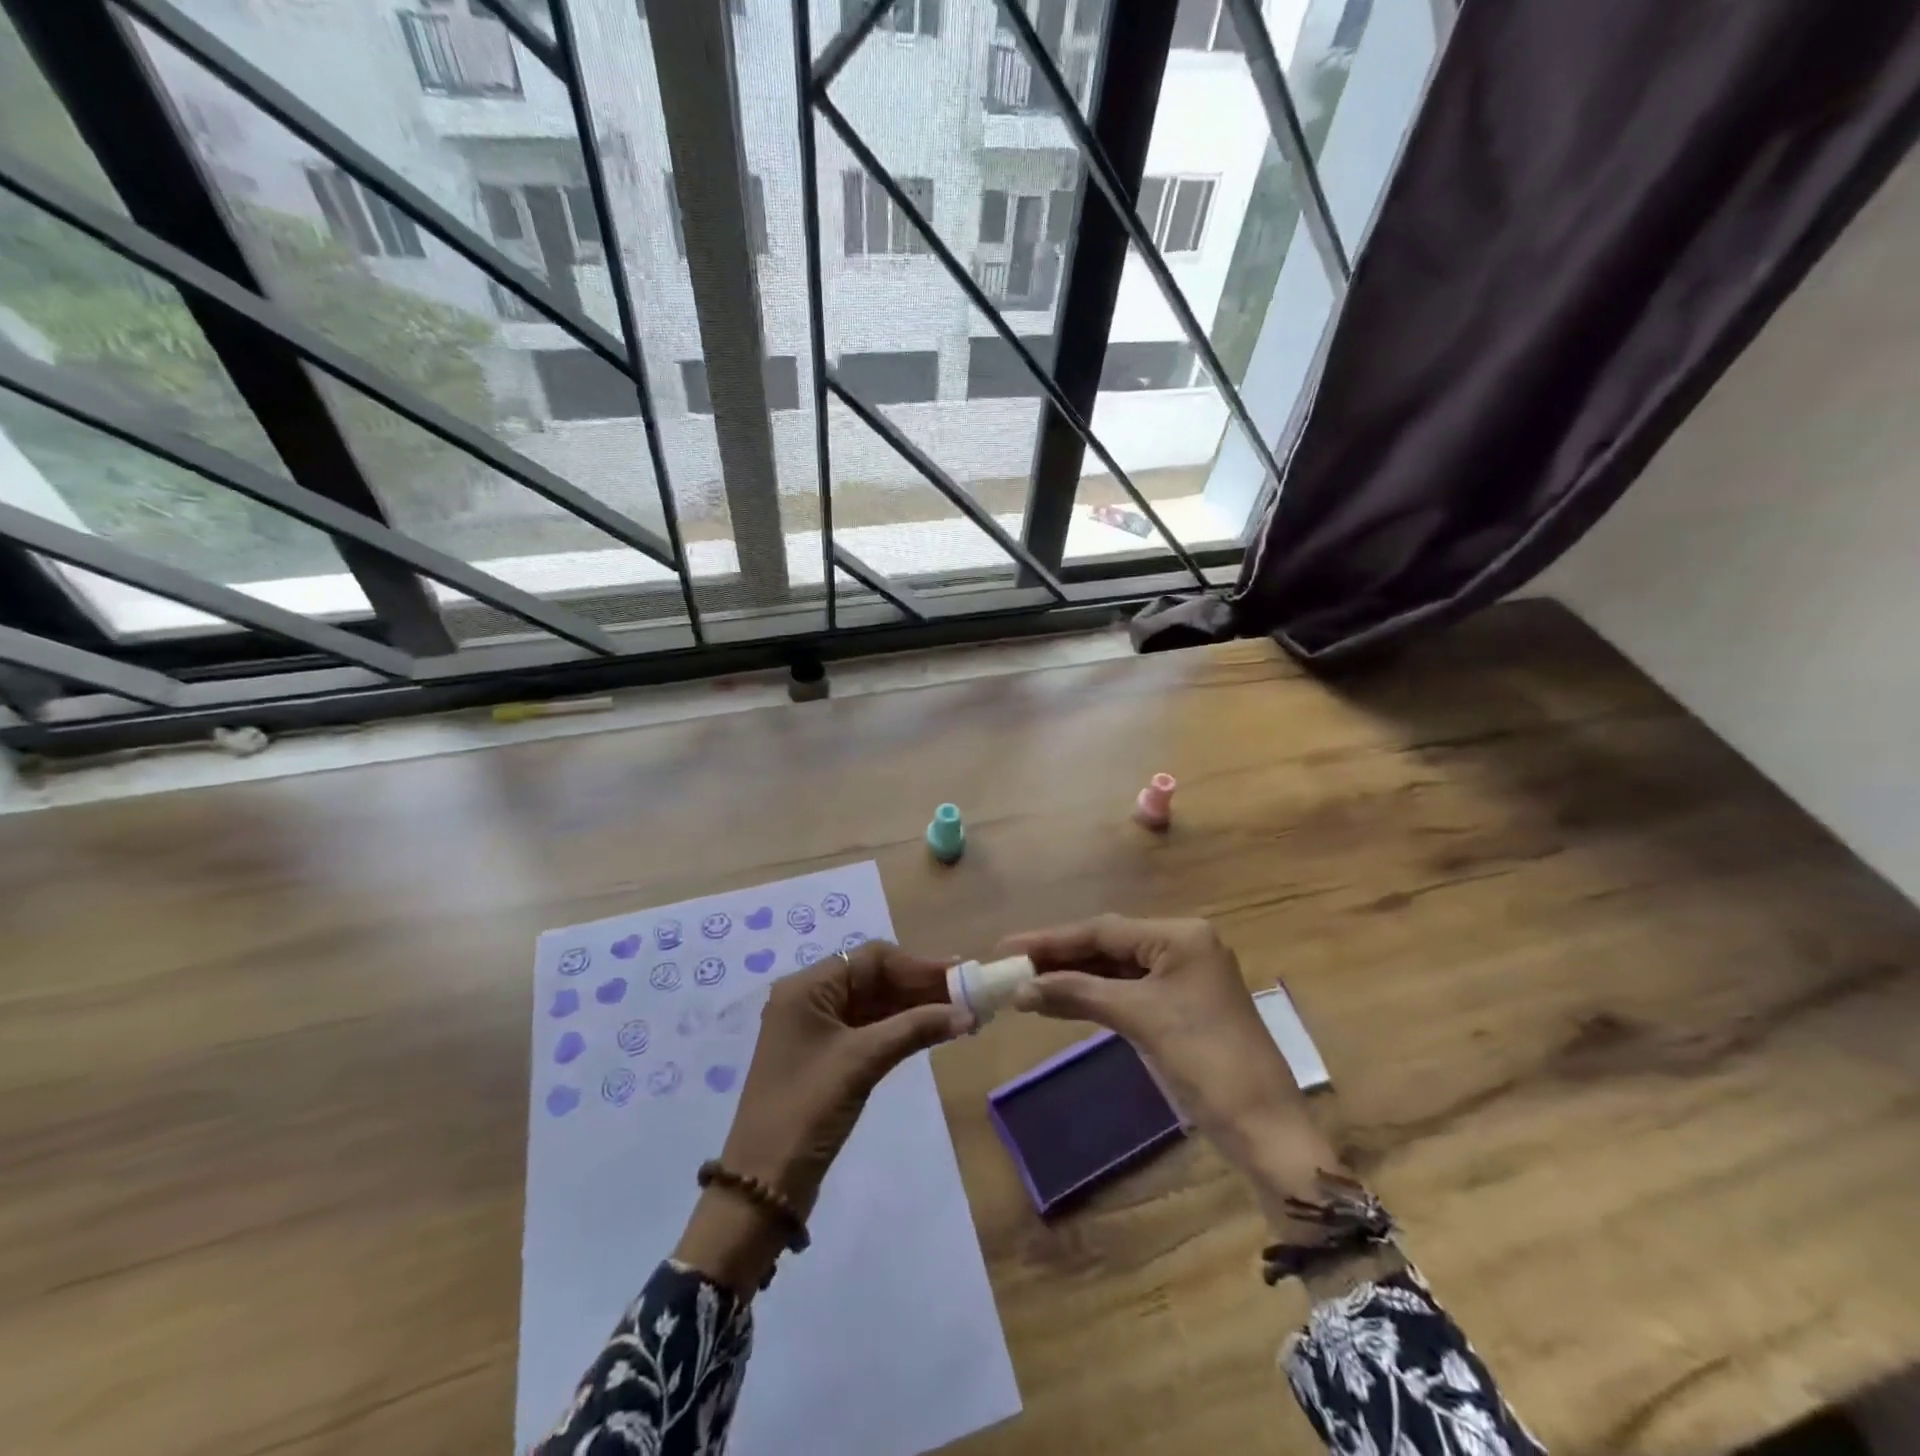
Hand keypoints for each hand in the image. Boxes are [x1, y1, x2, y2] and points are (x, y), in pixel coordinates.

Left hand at [675, 943, 972, 1291]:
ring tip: (959, 1013)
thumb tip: (968, 1013)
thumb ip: (915, 1029)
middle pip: (874, 978)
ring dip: (914, 1008)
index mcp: (808, 987)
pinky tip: (933, 1032)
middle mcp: (810, 999)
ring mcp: (817, 1030)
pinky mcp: (826, 1058)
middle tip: (967, 995)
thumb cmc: (807, 1109)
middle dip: (919, 986)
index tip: (959, 976)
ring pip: (874, 1004)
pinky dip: (901, 1029)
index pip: (871, 958)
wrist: (762, 1186)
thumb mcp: (863, 1062)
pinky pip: (869, 1029)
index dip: (917, 965)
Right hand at [1001, 915, 1343, 1226]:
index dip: (1052, 939)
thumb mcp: (1139, 1019)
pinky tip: (1063, 999)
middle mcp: (1184, 946)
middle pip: (1109, 944)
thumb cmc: (1205, 1061)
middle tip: (1012, 965)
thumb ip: (1078, 993)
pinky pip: (1129, 991)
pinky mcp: (1181, 1006)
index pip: (1104, 929)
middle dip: (1061, 957)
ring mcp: (1184, 977)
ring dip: (1075, 977)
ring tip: (1027, 983)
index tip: (1008, 945)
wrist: (1264, 1129)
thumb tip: (1022, 989)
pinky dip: (1095, 996)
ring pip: (1116, 968)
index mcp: (1181, 936)